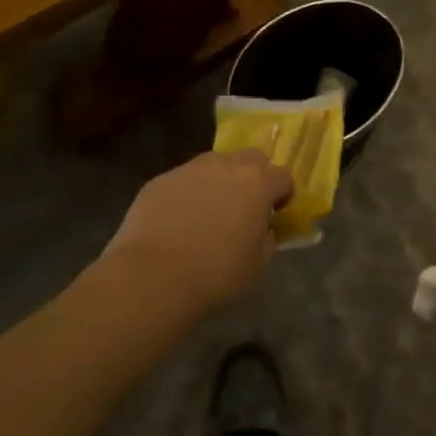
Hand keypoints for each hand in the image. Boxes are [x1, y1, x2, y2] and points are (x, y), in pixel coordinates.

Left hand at [104, 150, 293, 313]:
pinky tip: (178, 221)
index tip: (276, 214)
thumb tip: (263, 229)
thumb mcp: (258, 264)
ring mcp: (190, 169)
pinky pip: (184, 180)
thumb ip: (268, 239)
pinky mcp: (160, 180)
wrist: (152, 277)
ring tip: (209, 211)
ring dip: (220, 180)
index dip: (283, 195)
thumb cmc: (216, 274)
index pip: (283, 176)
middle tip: (245, 206)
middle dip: (254, 176)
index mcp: (257, 183)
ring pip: (214, 164)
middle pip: (251, 158)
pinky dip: (188, 193)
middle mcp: (226, 166)